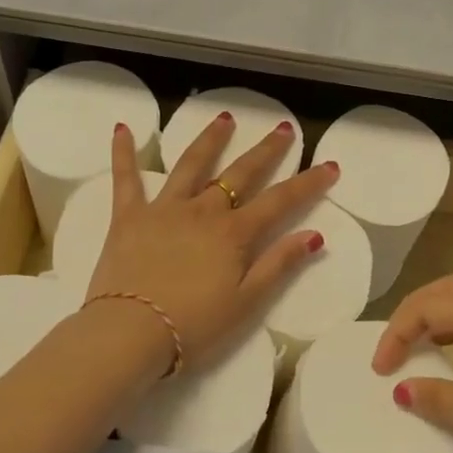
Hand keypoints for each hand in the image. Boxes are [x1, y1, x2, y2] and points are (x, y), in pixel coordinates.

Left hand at [85, 115, 338, 369]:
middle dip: (266, 150)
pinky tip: (122, 129)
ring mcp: (164, 209)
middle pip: (240, 173)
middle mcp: (202, 210)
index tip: (329, 165)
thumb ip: (279, 265)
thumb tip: (314, 235)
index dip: (308, 183)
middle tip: (283, 128)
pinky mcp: (129, 217)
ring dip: (210, 139)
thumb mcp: (246, 303)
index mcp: (234, 233)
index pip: (280, 201)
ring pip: (191, 164)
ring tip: (225, 118)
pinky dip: (124, 153)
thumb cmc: (193, 326)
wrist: (128, 334)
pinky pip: (126, 179)